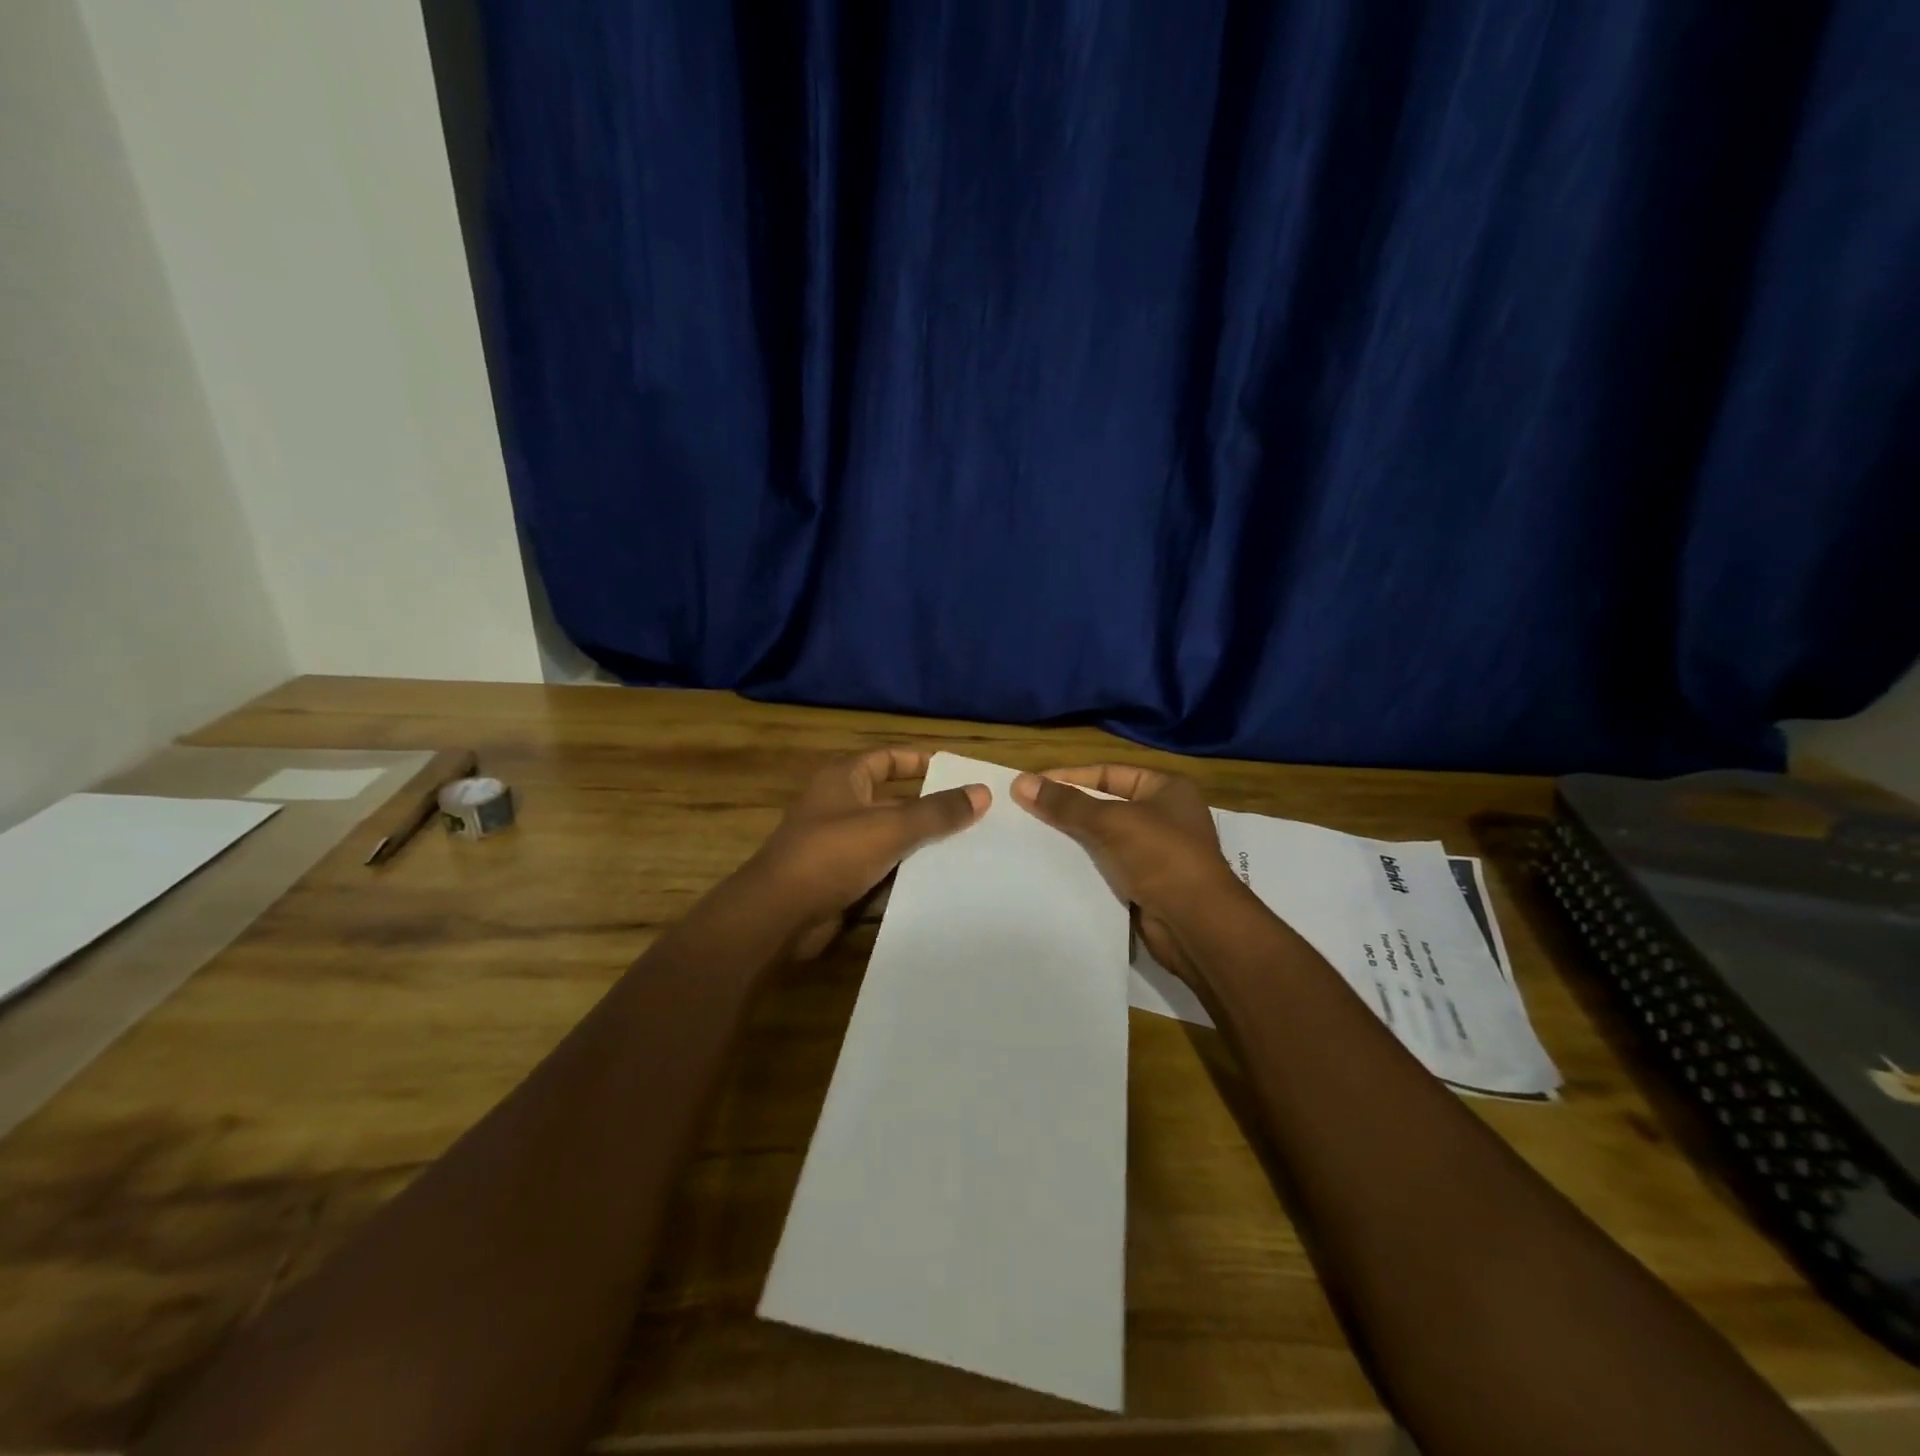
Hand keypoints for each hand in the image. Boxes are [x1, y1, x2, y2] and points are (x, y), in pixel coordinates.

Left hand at [747, 748, 988, 958]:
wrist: (777, 915)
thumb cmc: (831, 855)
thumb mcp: (890, 827)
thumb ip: (937, 812)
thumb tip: (982, 792)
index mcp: (844, 780)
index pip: (887, 758)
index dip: (919, 762)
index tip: (956, 772)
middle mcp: (839, 806)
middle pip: (893, 801)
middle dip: (929, 810)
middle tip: (975, 817)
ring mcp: (837, 845)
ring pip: (889, 839)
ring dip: (920, 846)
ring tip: (968, 852)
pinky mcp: (839, 880)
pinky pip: (879, 871)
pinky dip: (903, 876)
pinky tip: (939, 884)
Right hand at [1012, 763, 1240, 983]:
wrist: (1197, 924)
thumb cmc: (1161, 857)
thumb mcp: (1111, 821)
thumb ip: (1065, 803)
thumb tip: (1020, 782)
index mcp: (1166, 788)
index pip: (1108, 773)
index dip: (1069, 777)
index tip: (1031, 785)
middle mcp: (1164, 816)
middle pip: (1105, 804)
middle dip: (1068, 809)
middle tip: (1025, 811)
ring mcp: (1157, 852)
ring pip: (1104, 838)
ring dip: (1074, 839)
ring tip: (1032, 838)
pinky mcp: (1147, 883)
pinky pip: (1108, 866)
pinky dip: (1085, 866)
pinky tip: (1053, 867)